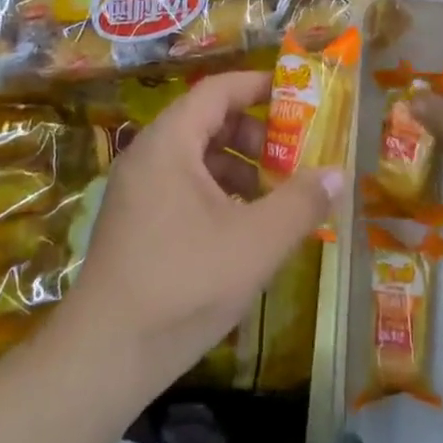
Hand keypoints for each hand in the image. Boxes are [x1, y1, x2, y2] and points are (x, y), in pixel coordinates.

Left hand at [59, 70, 341, 391]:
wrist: (105, 355)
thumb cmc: (184, 283)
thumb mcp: (256, 242)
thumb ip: (301, 203)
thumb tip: (337, 174)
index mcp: (169, 142)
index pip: (217, 90)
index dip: (258, 86)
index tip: (297, 96)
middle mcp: (147, 154)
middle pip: (207, 121)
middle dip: (254, 134)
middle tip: (292, 156)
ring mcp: (136, 189)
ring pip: (195, 157)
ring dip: (238, 167)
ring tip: (274, 197)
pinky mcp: (134, 221)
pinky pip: (182, 185)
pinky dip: (217, 192)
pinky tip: (242, 228)